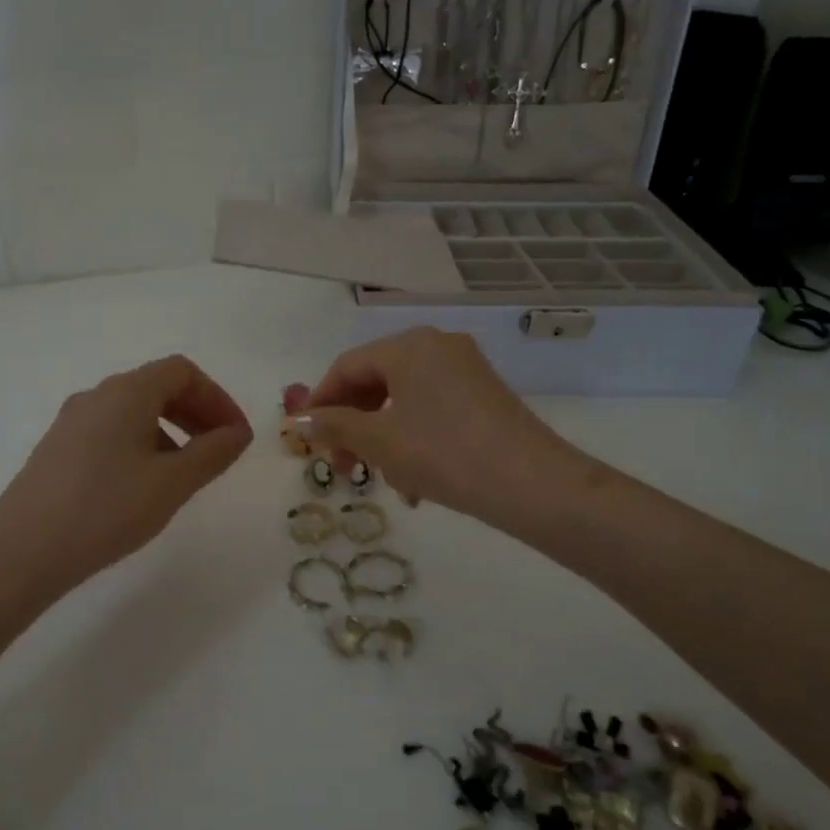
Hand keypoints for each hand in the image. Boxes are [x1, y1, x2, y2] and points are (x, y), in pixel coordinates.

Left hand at [0, 355, 252, 596]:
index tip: (236, 436)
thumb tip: (238, 433)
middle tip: (219, 450)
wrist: (22, 551)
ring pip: (134, 412)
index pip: (182, 372)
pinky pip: (111, 432)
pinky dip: (142, 445)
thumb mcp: (172, 483)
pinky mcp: (58, 450)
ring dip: (171, 431)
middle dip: (197, 413)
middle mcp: (97, 396)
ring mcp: (72, 422)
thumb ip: (213, 453)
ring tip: (186, 473)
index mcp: (127, 392)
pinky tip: (145, 486)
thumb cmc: (106, 509)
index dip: (217, 398)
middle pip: (157, 387)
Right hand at [298, 328, 586, 523]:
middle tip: (341, 466)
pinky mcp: (484, 396)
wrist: (530, 483)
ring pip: (404, 401)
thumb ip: (334, 425)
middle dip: (353, 426)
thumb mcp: (379, 441)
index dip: (321, 402)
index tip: (307, 439)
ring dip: (383, 439)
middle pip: (376, 382)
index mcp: (408, 346)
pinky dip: (414, 439)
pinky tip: (415, 482)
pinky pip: (432, 410)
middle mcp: (437, 346)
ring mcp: (465, 370)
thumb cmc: (443, 453)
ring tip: (384, 481)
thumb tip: (299, 419)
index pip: (347, 366)